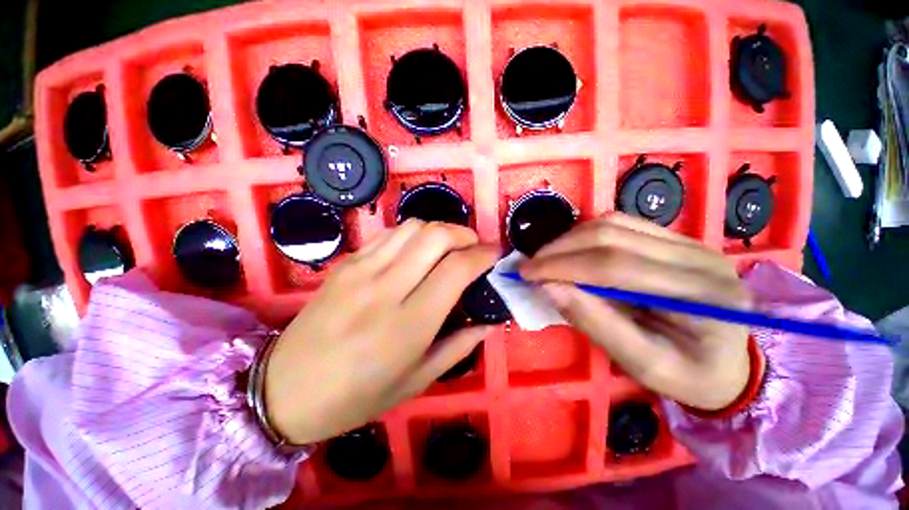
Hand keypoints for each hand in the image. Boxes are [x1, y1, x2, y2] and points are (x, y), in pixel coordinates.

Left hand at [264, 220, 497, 443]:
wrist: (285, 388)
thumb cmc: (356, 396)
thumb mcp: (417, 380)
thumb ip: (459, 345)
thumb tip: (489, 322)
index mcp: (409, 324)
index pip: (456, 269)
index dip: (483, 255)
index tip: (495, 254)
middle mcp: (386, 288)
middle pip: (436, 235)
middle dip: (465, 234)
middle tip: (474, 248)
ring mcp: (362, 270)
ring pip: (413, 227)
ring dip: (440, 230)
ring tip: (449, 247)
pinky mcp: (347, 262)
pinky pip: (390, 234)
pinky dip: (414, 234)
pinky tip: (417, 250)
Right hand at [520, 213, 753, 410]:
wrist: (728, 363)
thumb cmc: (689, 375)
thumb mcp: (643, 365)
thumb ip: (596, 323)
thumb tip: (549, 287)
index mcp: (703, 296)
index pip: (616, 266)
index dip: (563, 266)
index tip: (527, 273)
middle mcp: (700, 256)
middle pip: (612, 235)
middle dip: (560, 249)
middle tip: (531, 266)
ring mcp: (690, 242)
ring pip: (613, 222)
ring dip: (570, 239)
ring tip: (548, 260)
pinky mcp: (675, 239)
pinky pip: (621, 224)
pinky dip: (586, 236)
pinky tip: (572, 252)